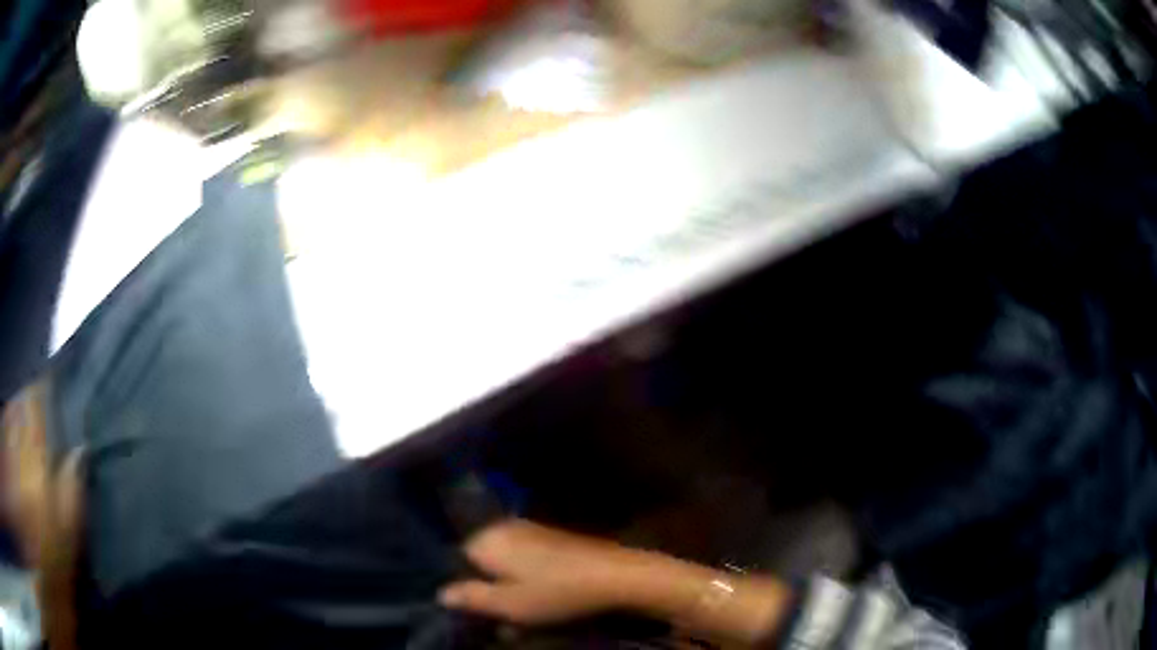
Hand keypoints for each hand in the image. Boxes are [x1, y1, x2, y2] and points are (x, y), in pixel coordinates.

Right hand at [440, 519, 639, 624]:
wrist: (614, 575)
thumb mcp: (507, 604)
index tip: (477, 613)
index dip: (465, 589)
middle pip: (482, 563)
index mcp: (486, 540)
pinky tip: (543, 602)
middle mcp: (503, 529)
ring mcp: (530, 532)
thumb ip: (470, 597)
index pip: (457, 561)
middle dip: (489, 592)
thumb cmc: (554, 593)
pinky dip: (529, 582)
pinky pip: (527, 562)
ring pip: (506, 565)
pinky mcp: (553, 539)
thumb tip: (440, 593)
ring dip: (510, 591)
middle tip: (502, 620)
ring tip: (523, 618)